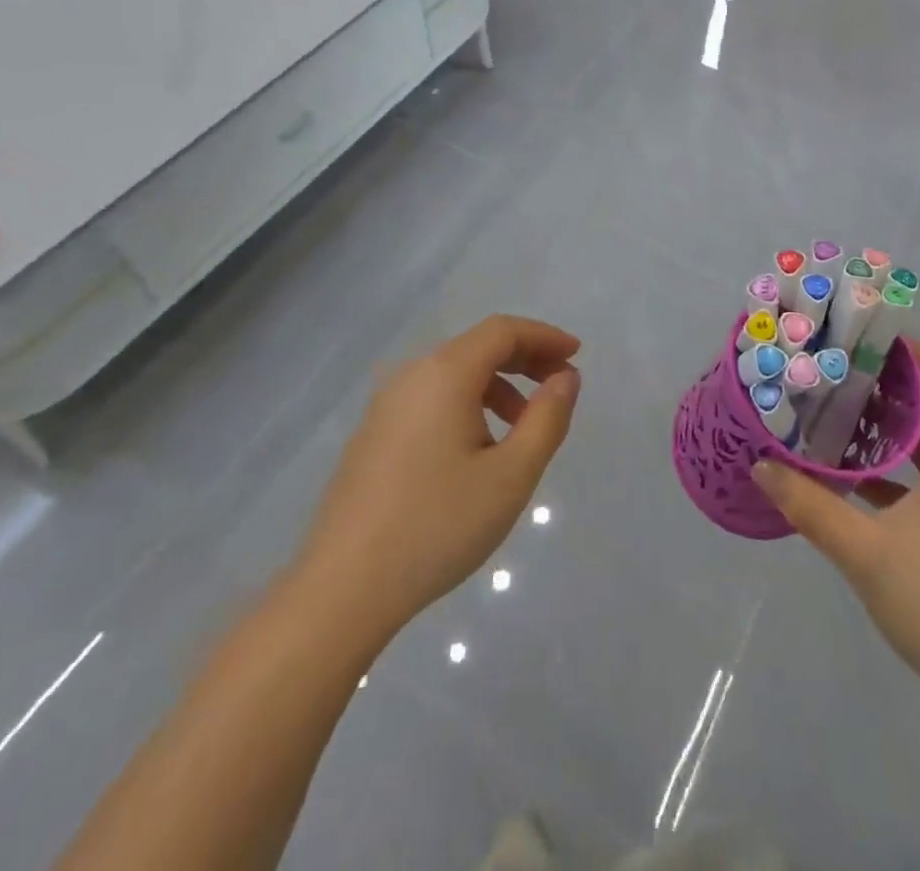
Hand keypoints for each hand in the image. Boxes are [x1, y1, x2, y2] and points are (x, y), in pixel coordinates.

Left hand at [295, 316, 581, 646]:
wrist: (343, 588)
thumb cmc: (438, 525)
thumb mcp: (512, 475)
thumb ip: (547, 418)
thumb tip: (565, 377)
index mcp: (444, 374)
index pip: (503, 331)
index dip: (544, 336)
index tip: (576, 356)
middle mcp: (411, 375)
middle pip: (477, 347)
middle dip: (525, 360)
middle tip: (559, 388)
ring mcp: (385, 405)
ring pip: (453, 375)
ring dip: (497, 387)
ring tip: (522, 431)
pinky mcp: (373, 434)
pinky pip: (431, 399)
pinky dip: (467, 405)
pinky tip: (477, 452)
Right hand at [752, 341, 919, 704]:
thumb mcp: (863, 552)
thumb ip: (810, 505)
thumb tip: (761, 466)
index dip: (916, 355)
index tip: (870, 337)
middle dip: (893, 383)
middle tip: (842, 367)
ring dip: (893, 423)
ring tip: (841, 407)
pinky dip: (897, 461)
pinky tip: (853, 472)